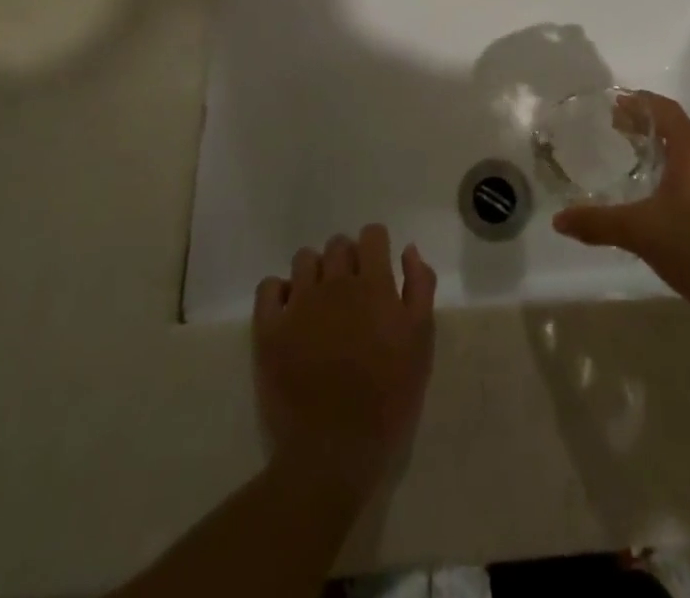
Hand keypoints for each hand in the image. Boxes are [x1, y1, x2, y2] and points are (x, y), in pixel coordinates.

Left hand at [253, 225, 436, 500]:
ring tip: (320, 303)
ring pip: (304, 260)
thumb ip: (419, 289)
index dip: (376, 247)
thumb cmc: (388, 401)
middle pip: (338, 245)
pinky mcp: (269, 330)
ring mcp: (299, 304)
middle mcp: (335, 283)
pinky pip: (268, 287)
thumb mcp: (421, 344)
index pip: (372, 235)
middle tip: (352, 294)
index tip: (378, 268)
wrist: (334, 454)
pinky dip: (279, 292)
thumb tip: (408, 250)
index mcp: (374, 285)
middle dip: (347, 259)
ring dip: (315, 272)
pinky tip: (290, 312)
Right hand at [552, 93, 689, 325]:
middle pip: (676, 129)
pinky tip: (652, 195)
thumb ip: (597, 222)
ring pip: (686, 154)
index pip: (667, 111)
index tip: (614, 102)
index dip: (641, 101)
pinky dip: (669, 171)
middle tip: (613, 127)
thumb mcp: (640, 232)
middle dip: (645, 124)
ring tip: (628, 156)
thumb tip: (558, 220)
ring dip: (658, 148)